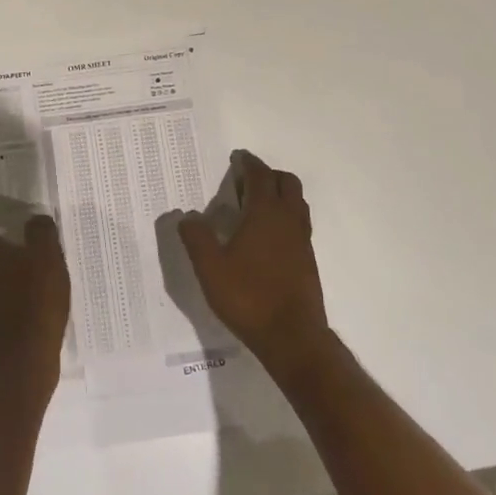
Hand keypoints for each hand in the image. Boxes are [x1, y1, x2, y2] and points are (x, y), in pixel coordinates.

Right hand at [178, 152, 330, 377]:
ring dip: (280, 195)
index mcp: (265, 213)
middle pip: (287, 182)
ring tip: (255, 206)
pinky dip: (285, 217)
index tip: (238, 158)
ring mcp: (302, 240)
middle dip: (268, 175)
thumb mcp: (210, 268)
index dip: (249, 163)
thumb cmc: (248, 296)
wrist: (291, 336)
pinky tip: (266, 237)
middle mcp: (289, 220)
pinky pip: (299, 224)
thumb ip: (196, 238)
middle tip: (245, 182)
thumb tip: (187, 216)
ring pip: (297, 203)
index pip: (261, 176)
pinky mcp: (308, 260)